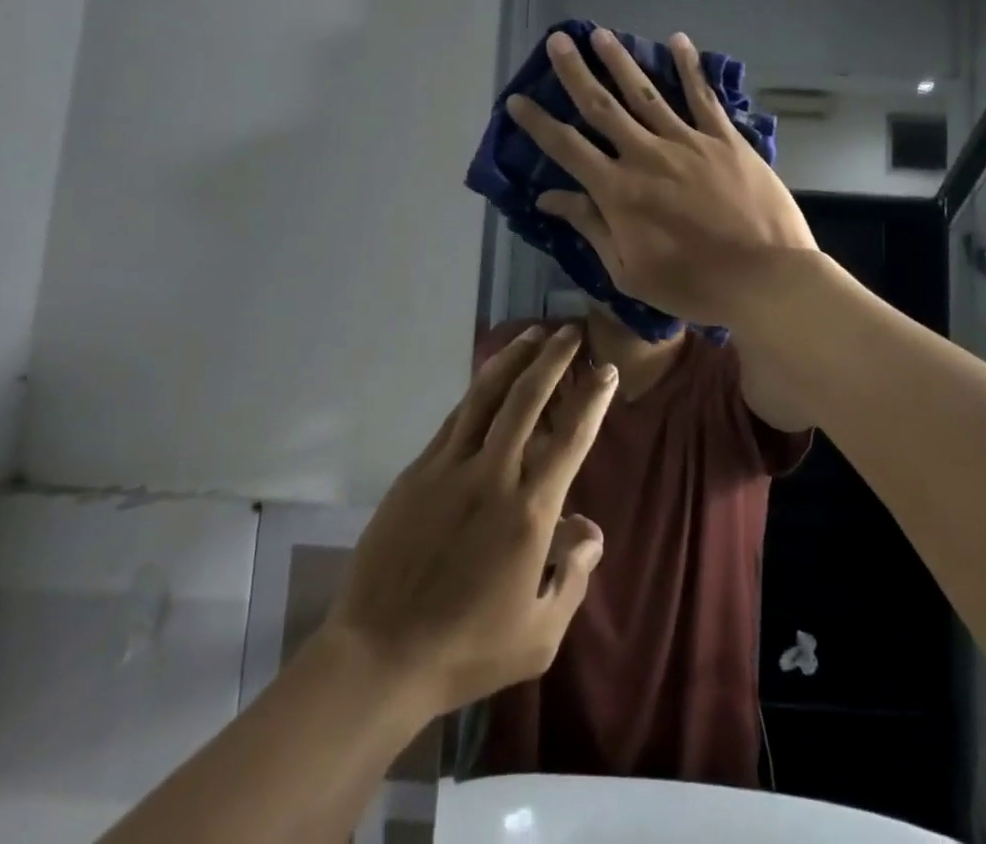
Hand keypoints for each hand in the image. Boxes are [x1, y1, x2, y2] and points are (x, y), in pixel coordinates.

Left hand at [322, 327, 616, 716]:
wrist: (379, 654)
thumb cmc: (467, 650)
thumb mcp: (539, 634)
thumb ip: (573, 576)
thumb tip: (590, 528)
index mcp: (528, 512)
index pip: (570, 439)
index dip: (592, 399)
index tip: (605, 371)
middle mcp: (492, 475)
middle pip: (526, 398)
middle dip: (552, 358)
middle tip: (570, 331)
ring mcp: (449, 467)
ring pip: (486, 395)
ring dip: (513, 360)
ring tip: (532, 334)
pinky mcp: (418, 471)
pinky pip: (455, 418)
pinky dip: (478, 391)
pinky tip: (489, 380)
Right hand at [506, 27, 815, 327]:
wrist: (765, 279)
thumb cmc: (693, 285)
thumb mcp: (629, 271)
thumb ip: (591, 227)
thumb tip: (549, 197)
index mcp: (619, 191)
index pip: (567, 148)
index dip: (538, 122)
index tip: (517, 99)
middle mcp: (646, 155)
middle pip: (602, 106)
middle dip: (575, 72)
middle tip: (558, 40)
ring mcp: (688, 142)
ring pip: (646, 93)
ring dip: (621, 61)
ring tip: (601, 34)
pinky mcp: (725, 139)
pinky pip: (703, 97)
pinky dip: (690, 67)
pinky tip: (678, 40)